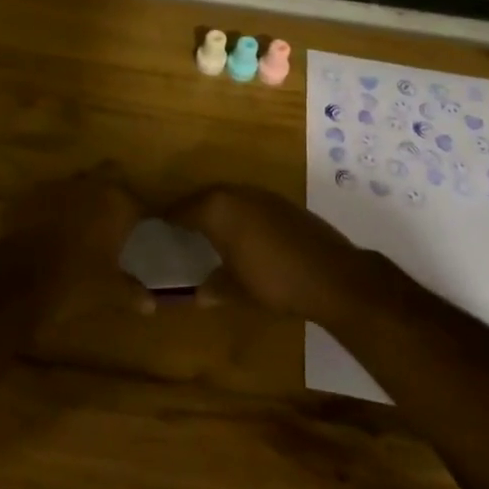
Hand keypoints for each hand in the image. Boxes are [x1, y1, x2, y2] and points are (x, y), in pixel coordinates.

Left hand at [5, 164, 151, 319]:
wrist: (20, 277)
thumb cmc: (77, 280)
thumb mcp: (110, 291)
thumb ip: (132, 292)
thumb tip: (151, 305)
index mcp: (117, 203)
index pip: (139, 202)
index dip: (141, 215)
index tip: (141, 226)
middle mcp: (90, 186)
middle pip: (109, 174)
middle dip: (111, 189)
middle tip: (112, 214)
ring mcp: (57, 186)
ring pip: (76, 182)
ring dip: (80, 196)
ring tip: (79, 220)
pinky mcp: (29, 194)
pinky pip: (47, 194)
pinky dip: (52, 206)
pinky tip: (49, 225)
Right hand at [165, 184, 375, 323]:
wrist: (333, 276)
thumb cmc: (274, 281)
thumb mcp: (237, 290)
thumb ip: (215, 287)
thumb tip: (198, 294)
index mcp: (217, 210)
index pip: (181, 210)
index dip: (167, 219)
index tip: (155, 226)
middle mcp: (237, 194)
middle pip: (205, 199)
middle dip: (192, 213)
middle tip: (180, 230)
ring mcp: (263, 196)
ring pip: (230, 199)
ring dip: (218, 213)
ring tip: (209, 234)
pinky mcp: (284, 204)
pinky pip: (250, 205)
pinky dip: (241, 216)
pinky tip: (244, 237)